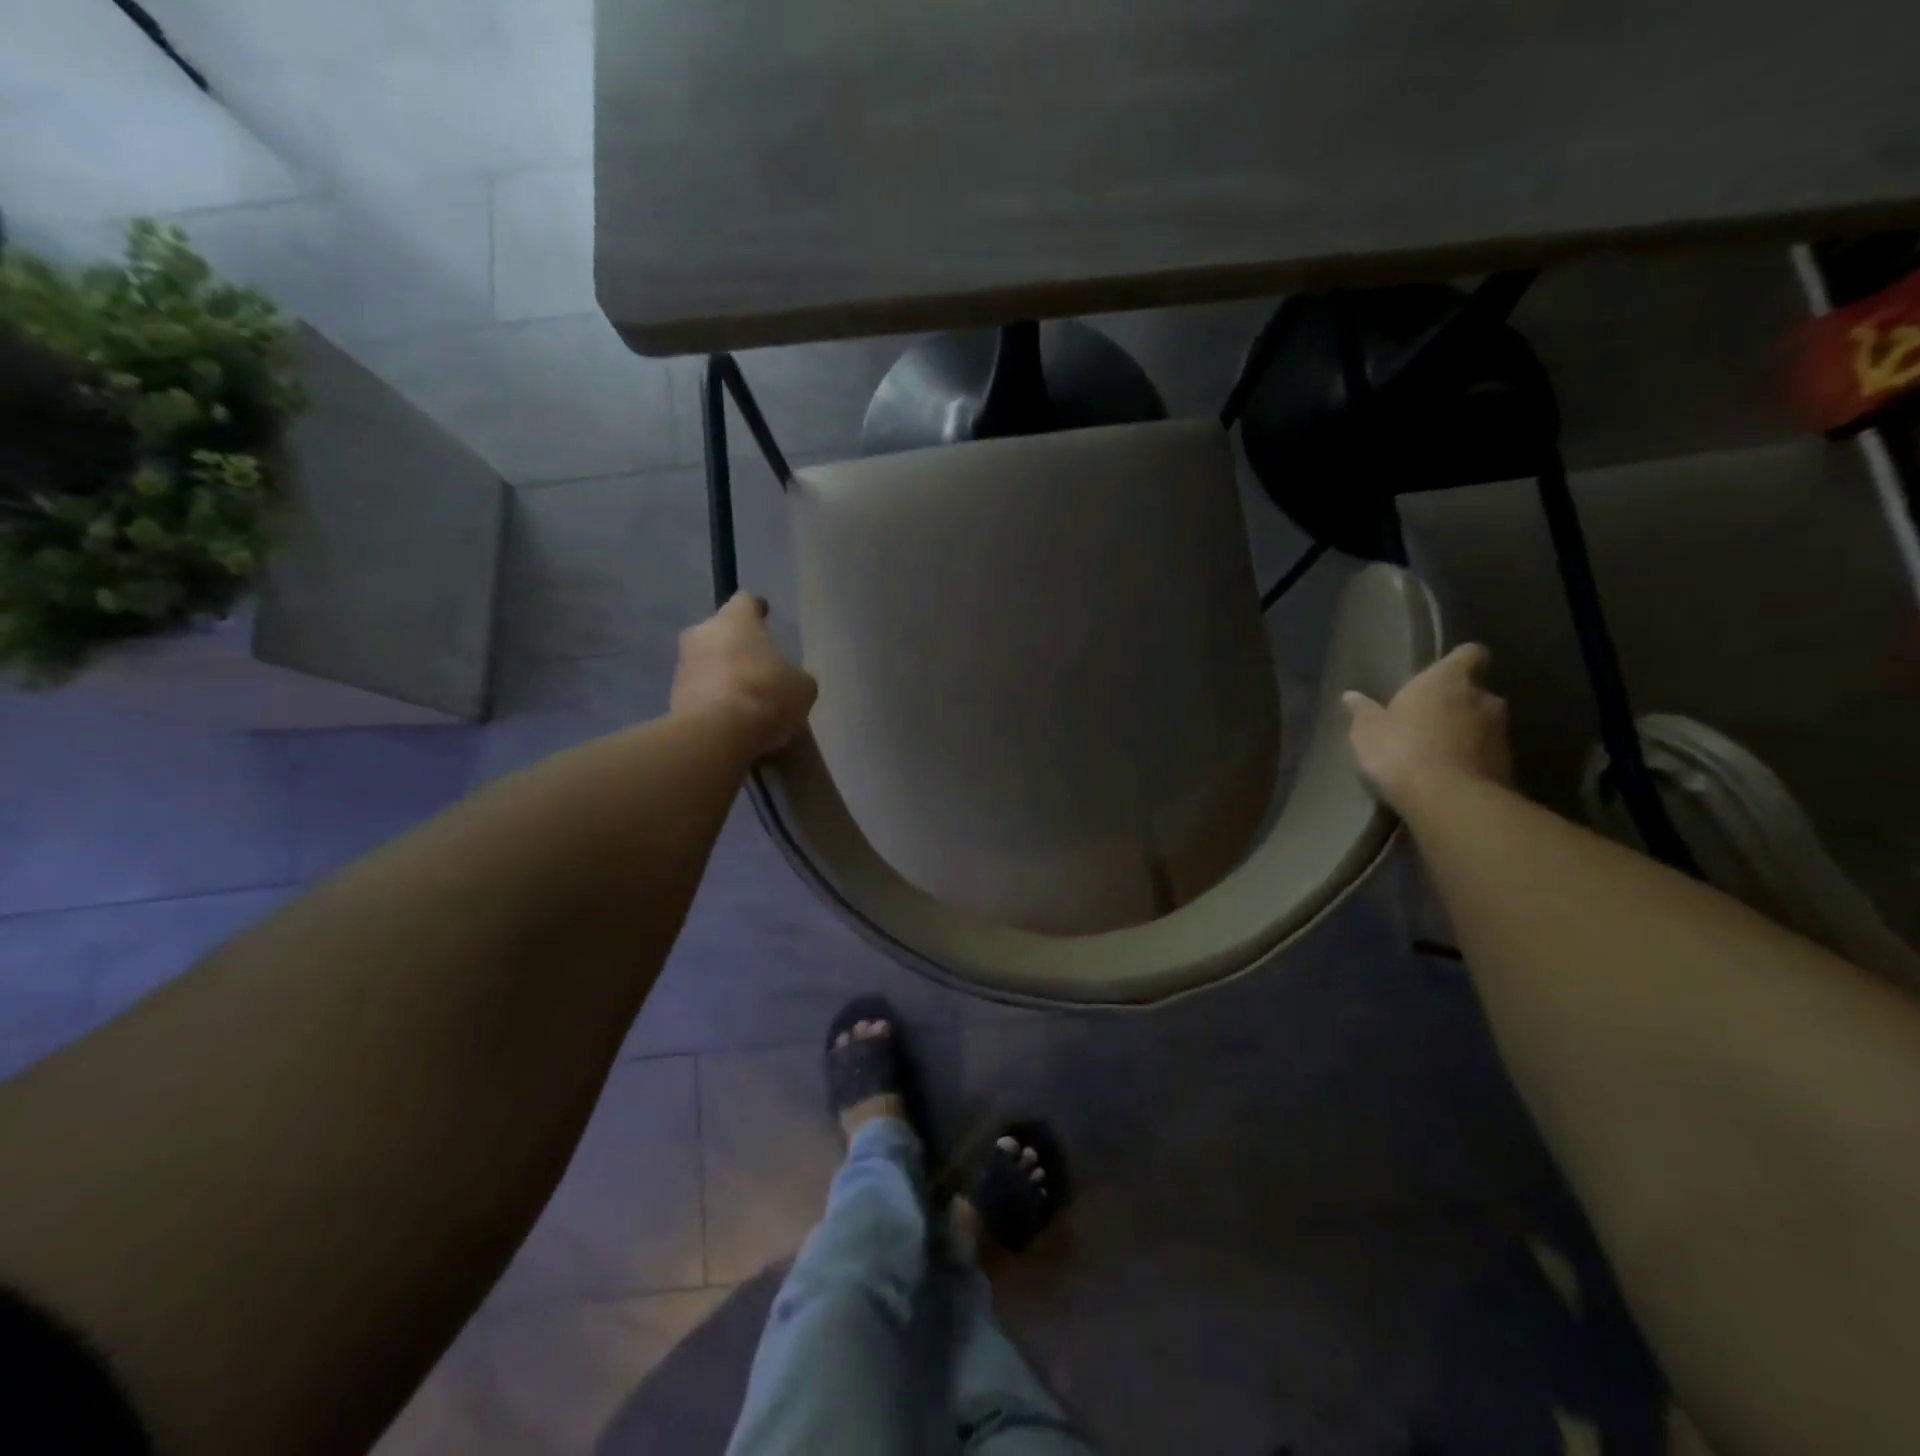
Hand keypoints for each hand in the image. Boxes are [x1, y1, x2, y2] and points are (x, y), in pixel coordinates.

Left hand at [671, 594, 817, 758]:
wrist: (717, 734)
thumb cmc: (765, 694)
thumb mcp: (801, 685)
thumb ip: (793, 675)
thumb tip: (786, 682)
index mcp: (734, 619)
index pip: (746, 602)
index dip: (757, 610)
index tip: (765, 617)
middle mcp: (701, 633)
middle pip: (722, 633)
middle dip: (738, 647)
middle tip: (759, 667)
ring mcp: (683, 665)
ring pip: (709, 664)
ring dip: (725, 676)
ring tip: (749, 702)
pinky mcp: (672, 697)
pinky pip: (701, 693)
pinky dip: (716, 702)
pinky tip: (734, 722)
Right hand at [1343, 643, 1512, 812]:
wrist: (1448, 801)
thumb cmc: (1402, 751)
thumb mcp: (1367, 732)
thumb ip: (1362, 711)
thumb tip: (1351, 696)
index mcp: (1448, 680)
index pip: (1470, 653)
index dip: (1459, 661)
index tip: (1442, 674)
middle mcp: (1483, 699)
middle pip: (1475, 693)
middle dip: (1456, 704)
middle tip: (1428, 721)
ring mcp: (1501, 733)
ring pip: (1483, 724)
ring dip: (1465, 733)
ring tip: (1436, 753)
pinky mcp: (1507, 765)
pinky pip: (1486, 754)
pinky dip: (1471, 760)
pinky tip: (1447, 777)